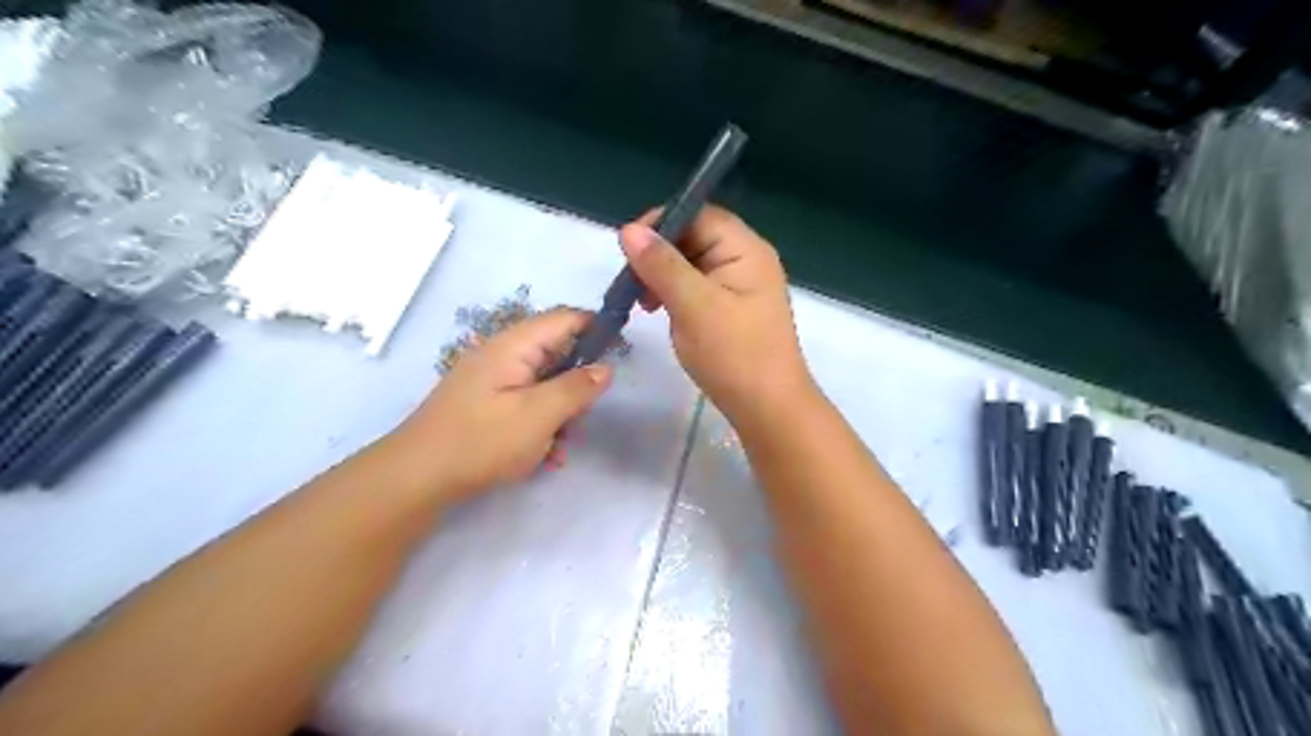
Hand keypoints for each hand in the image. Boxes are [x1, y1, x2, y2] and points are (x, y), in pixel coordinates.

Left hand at [388, 306, 613, 503]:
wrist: (416, 478)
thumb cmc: (481, 441)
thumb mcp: (538, 415)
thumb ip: (576, 388)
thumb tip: (605, 368)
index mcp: (514, 346)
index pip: (565, 319)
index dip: (596, 329)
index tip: (621, 354)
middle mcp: (503, 355)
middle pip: (557, 354)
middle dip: (577, 385)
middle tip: (583, 416)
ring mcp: (493, 380)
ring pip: (545, 384)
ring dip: (561, 412)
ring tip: (560, 445)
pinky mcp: (488, 404)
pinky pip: (527, 404)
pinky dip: (541, 425)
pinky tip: (544, 456)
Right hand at [622, 208, 810, 419]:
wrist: (768, 409)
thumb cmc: (735, 355)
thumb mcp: (694, 306)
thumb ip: (662, 265)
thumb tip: (629, 229)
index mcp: (745, 249)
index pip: (698, 215)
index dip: (661, 223)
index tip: (628, 248)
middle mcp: (746, 259)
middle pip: (694, 238)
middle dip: (659, 254)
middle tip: (632, 283)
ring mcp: (740, 286)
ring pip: (692, 265)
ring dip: (663, 277)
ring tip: (643, 303)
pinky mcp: (732, 309)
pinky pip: (697, 288)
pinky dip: (675, 295)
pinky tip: (661, 312)